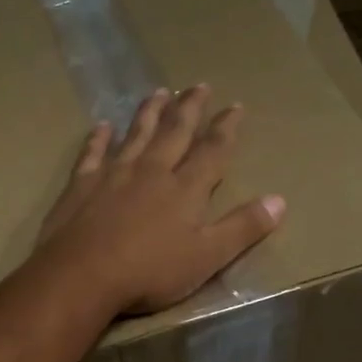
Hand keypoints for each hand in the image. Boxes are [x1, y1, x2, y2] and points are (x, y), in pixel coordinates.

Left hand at [36, 85, 283, 315]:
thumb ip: (242, 228)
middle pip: (174, 132)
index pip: (212, 151)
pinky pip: (92, 153)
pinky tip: (102, 126)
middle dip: (189, 108)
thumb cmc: (150, 272)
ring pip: (136, 135)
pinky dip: (98, 138)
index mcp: (185, 189)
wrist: (82, 276)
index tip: (236, 106)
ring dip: (149, 113)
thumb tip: (280, 200)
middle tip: (198, 85)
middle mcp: (152, 171)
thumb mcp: (207, 257)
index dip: (226, 128)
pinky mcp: (81, 185)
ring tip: (159, 92)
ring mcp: (113, 174)